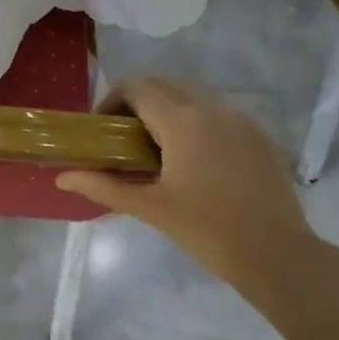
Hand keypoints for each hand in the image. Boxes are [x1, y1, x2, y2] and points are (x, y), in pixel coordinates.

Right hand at [56, 78, 317, 290]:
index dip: (111, 101)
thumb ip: (103, 186)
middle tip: (122, 138)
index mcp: (183, 121)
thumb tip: (62, 179)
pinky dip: (194, 121)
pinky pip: (217, 113)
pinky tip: (191, 160)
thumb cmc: (206, 230)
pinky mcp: (259, 135)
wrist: (277, 254)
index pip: (137, 88)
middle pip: (164, 85)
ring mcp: (241, 119)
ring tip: (154, 150)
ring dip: (166, 110)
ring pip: (192, 96)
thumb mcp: (149, 208)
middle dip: (137, 102)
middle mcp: (213, 108)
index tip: (101, 129)